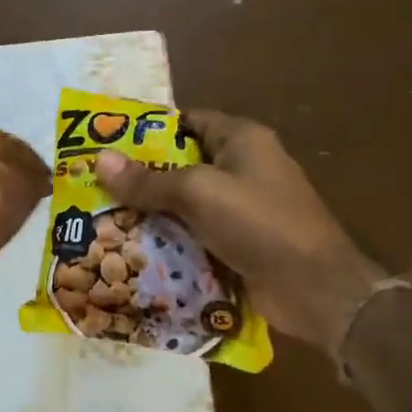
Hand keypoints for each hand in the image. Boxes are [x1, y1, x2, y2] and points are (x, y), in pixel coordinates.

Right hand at [95, 110, 384, 359]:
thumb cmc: (259, 223)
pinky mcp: (240, 243)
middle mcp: (244, 168)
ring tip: (104, 217)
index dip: (148, 130)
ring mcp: (244, 208)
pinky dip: (171, 239)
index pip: (187, 121)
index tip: (107, 143)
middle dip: (142, 176)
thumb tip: (99, 160)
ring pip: (186, 203)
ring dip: (153, 212)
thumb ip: (148, 180)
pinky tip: (134, 248)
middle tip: (95, 185)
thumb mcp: (197, 193)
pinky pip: (197, 233)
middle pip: (182, 164)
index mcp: (242, 139)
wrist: (316, 290)